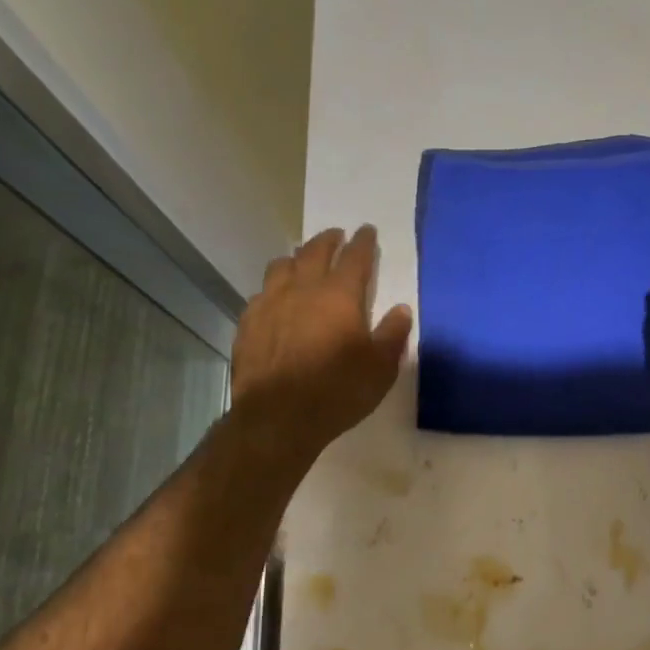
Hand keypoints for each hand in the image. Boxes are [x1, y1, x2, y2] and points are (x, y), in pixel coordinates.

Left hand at [230, 224, 412, 458]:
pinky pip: (261, 293)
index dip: (363, 242)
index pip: (355, 257)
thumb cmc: (337, 391)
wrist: (277, 418)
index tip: (367, 231)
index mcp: (340, 295)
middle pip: (315, 251)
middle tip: (336, 235)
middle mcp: (303, 289)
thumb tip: (401, 309)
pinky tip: (275, 299)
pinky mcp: (248, 323)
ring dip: (296, 258)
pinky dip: (273, 288)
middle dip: (328, 239)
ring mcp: (270, 303)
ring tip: (302, 260)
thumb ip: (392, 334)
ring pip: (281, 265)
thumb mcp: (380, 368)